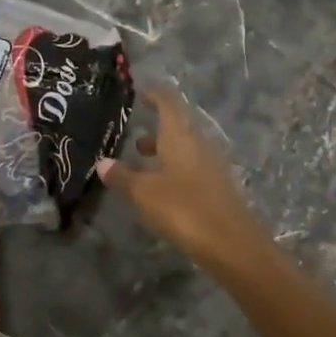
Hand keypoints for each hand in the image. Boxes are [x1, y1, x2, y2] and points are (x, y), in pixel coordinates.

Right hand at [97, 86, 260, 264]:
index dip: (154, 94)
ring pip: (184, 146)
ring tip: (139, 158)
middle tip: (131, 130)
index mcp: (180, 135)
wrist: (232, 244)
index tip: (139, 92)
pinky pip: (191, 165)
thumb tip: (102, 162)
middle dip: (155, 125)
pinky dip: (173, 167)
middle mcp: (198, 143)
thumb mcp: (144, 193)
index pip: (168, 101)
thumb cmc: (184, 209)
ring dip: (163, 148)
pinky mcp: (217, 186)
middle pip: (177, 124)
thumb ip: (122, 176)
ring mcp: (211, 164)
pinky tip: (160, 185)